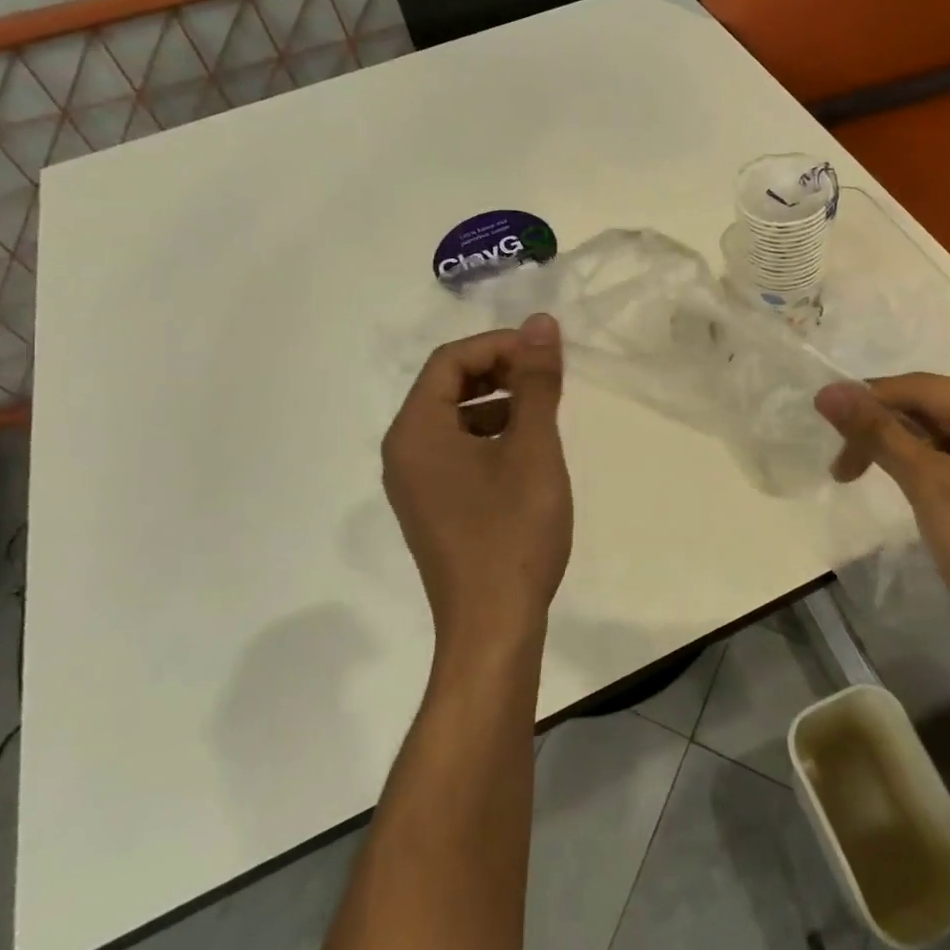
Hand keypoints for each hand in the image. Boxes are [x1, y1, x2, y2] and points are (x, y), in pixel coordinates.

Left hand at [382, 315, 573, 661]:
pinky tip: (526, 452)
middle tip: (546, 376)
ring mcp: (414, 484)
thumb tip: (541, 323)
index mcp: (416, 431)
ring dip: (497, 402)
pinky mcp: (432, 508)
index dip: (499, 345)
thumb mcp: (532, 448)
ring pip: (453, 420)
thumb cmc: (512, 531)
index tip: (546, 352)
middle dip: (498, 371)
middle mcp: (403, 452)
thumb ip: (536, 381)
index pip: (450, 361)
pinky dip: (489, 436)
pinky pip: (455, 451)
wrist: (493, 626)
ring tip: (542, 411)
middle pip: (446, 386)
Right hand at [815, 375, 949, 656]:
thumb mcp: (929, 486)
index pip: (919, 388)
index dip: (865, 401)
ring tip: (867, 477)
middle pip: (933, 407)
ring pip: (946, 433)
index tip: (821, 421)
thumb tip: (830, 392)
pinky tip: (910, 486)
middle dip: (884, 431)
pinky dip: (930, 466)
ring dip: (903, 450)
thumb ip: (879, 434)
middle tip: (843, 468)